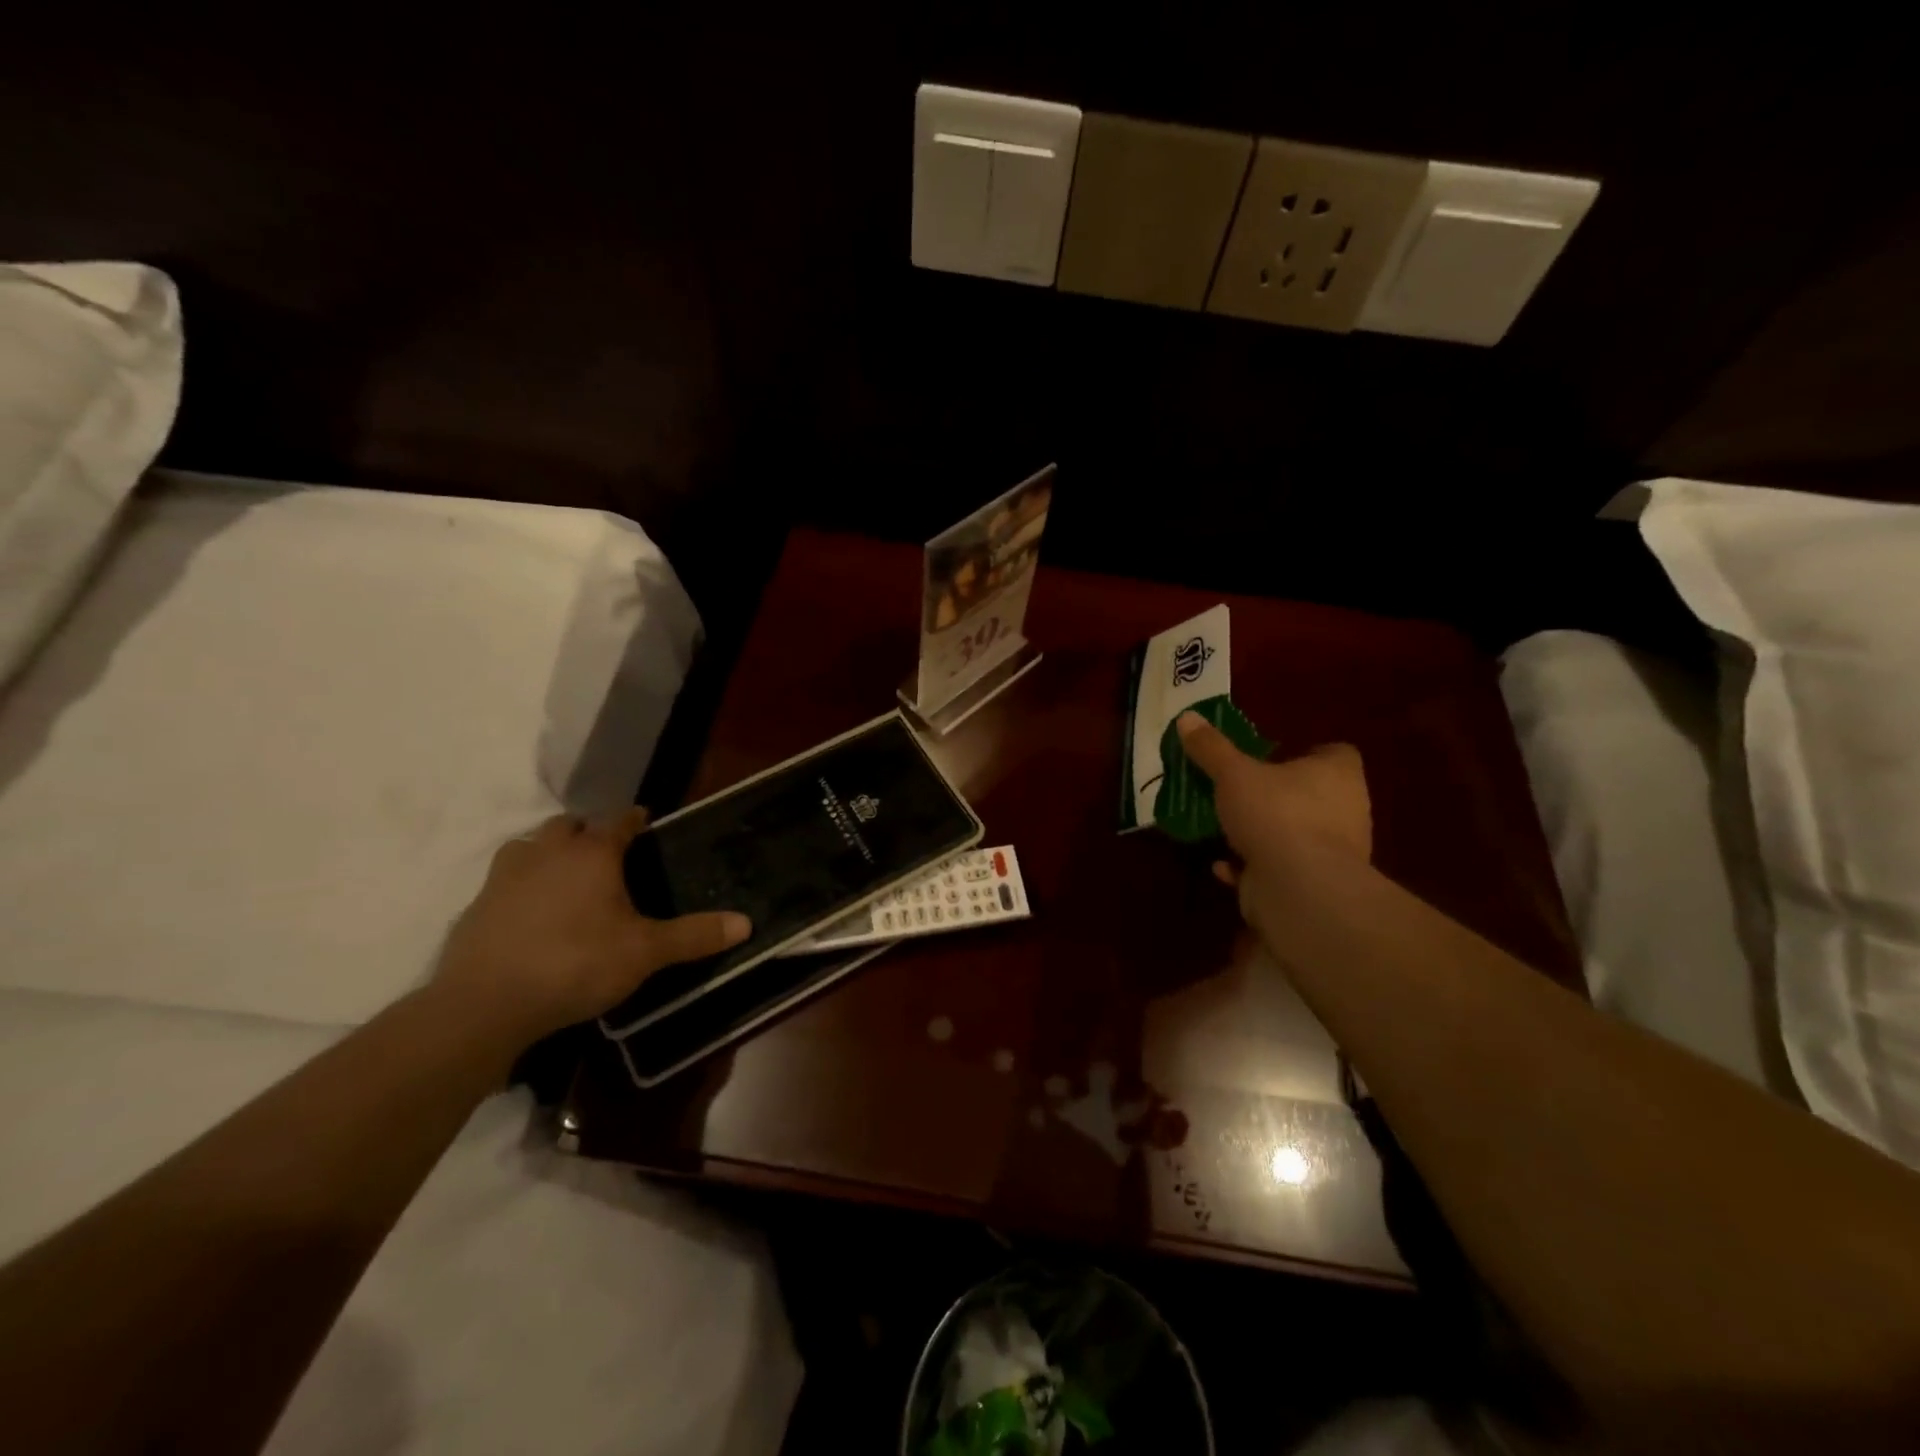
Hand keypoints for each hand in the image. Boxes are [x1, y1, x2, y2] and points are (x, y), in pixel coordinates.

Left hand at [434, 809, 750, 1046]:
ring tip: (566, 879)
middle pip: (569, 826)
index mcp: (593, 854)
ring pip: (530, 846)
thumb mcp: (645, 953)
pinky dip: (521, 886)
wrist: (484, 1005)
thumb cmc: (576, 964)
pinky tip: (530, 914)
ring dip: (549, 853)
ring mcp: (506, 876)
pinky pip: (505, 880)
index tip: (646, 823)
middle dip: (589, 833)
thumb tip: (746, 923)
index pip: (619, 821)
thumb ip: (694, 936)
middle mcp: (548, 852)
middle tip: (608, 857)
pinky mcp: (476, 905)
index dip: (635, 820)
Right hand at [1175, 712, 1371, 890]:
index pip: (1335, 753)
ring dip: (1263, 832)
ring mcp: (1332, 851)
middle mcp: (1345, 810)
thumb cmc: (1275, 813)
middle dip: (1277, 794)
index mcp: (1338, 774)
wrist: (1299, 888)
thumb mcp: (1233, 773)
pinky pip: (1279, 868)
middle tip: (1240, 790)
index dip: (1306, 753)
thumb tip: (1187, 717)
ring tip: (1225, 826)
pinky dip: (1252, 865)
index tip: (1272, 757)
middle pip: (1312, 794)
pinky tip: (1223, 865)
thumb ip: (1210, 748)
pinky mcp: (1313, 884)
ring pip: (1294, 833)